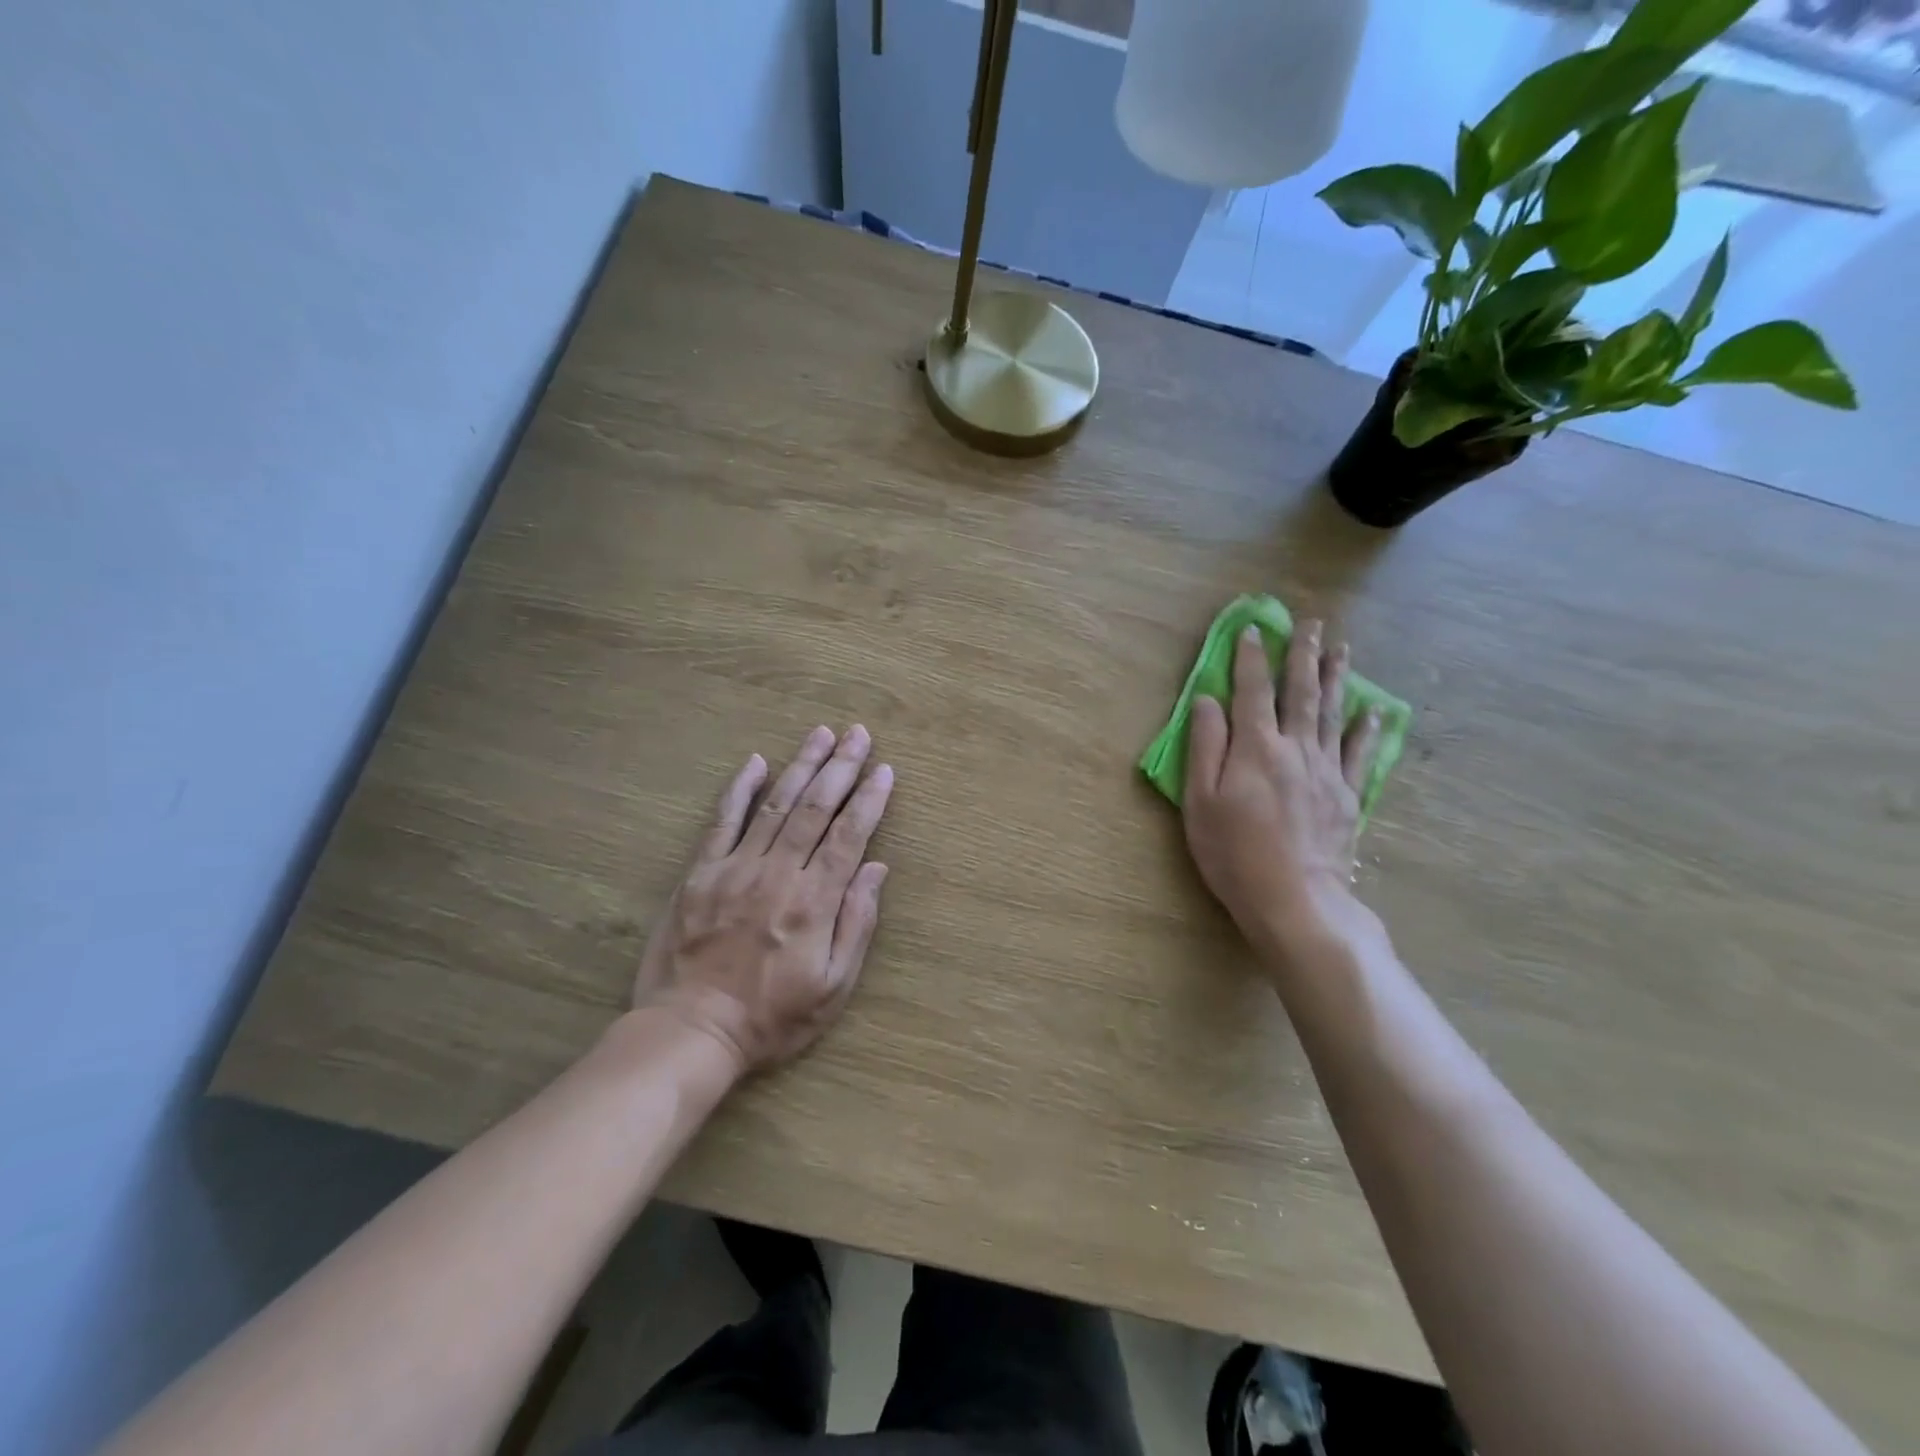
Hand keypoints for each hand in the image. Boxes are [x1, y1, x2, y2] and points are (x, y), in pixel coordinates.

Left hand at [634, 725, 893, 1074]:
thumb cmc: (772, 1018)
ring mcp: (735, 868)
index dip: (869, 799)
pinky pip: (722, 821)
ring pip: (775, 805)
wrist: (692, 1031)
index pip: (849, 836)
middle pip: (815, 809)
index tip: (884, 769)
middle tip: (858, 733)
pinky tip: (756, 762)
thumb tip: (876, 868)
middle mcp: (778, 874)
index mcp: (814, 902)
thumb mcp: (833, 987)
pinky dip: (740, 789)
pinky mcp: (701, 873)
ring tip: (822, 734)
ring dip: (801, 765)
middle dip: (840, 767)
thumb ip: (856, 923)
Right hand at [1182, 620, 1383, 966]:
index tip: (1254, 629)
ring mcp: (1326, 771)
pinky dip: (1367, 729)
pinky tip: (1373, 711)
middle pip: (1300, 693)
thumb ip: (1205, 746)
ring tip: (1342, 649)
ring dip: (1336, 678)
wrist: (1295, 899)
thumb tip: (1208, 700)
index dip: (1251, 658)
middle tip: (1312, 623)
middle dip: (1303, 655)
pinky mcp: (1347, 797)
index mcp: (1255, 747)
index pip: (1252, 691)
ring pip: (1332, 714)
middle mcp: (1295, 749)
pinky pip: (1359, 754)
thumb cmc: (1233, 852)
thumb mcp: (1200, 801)